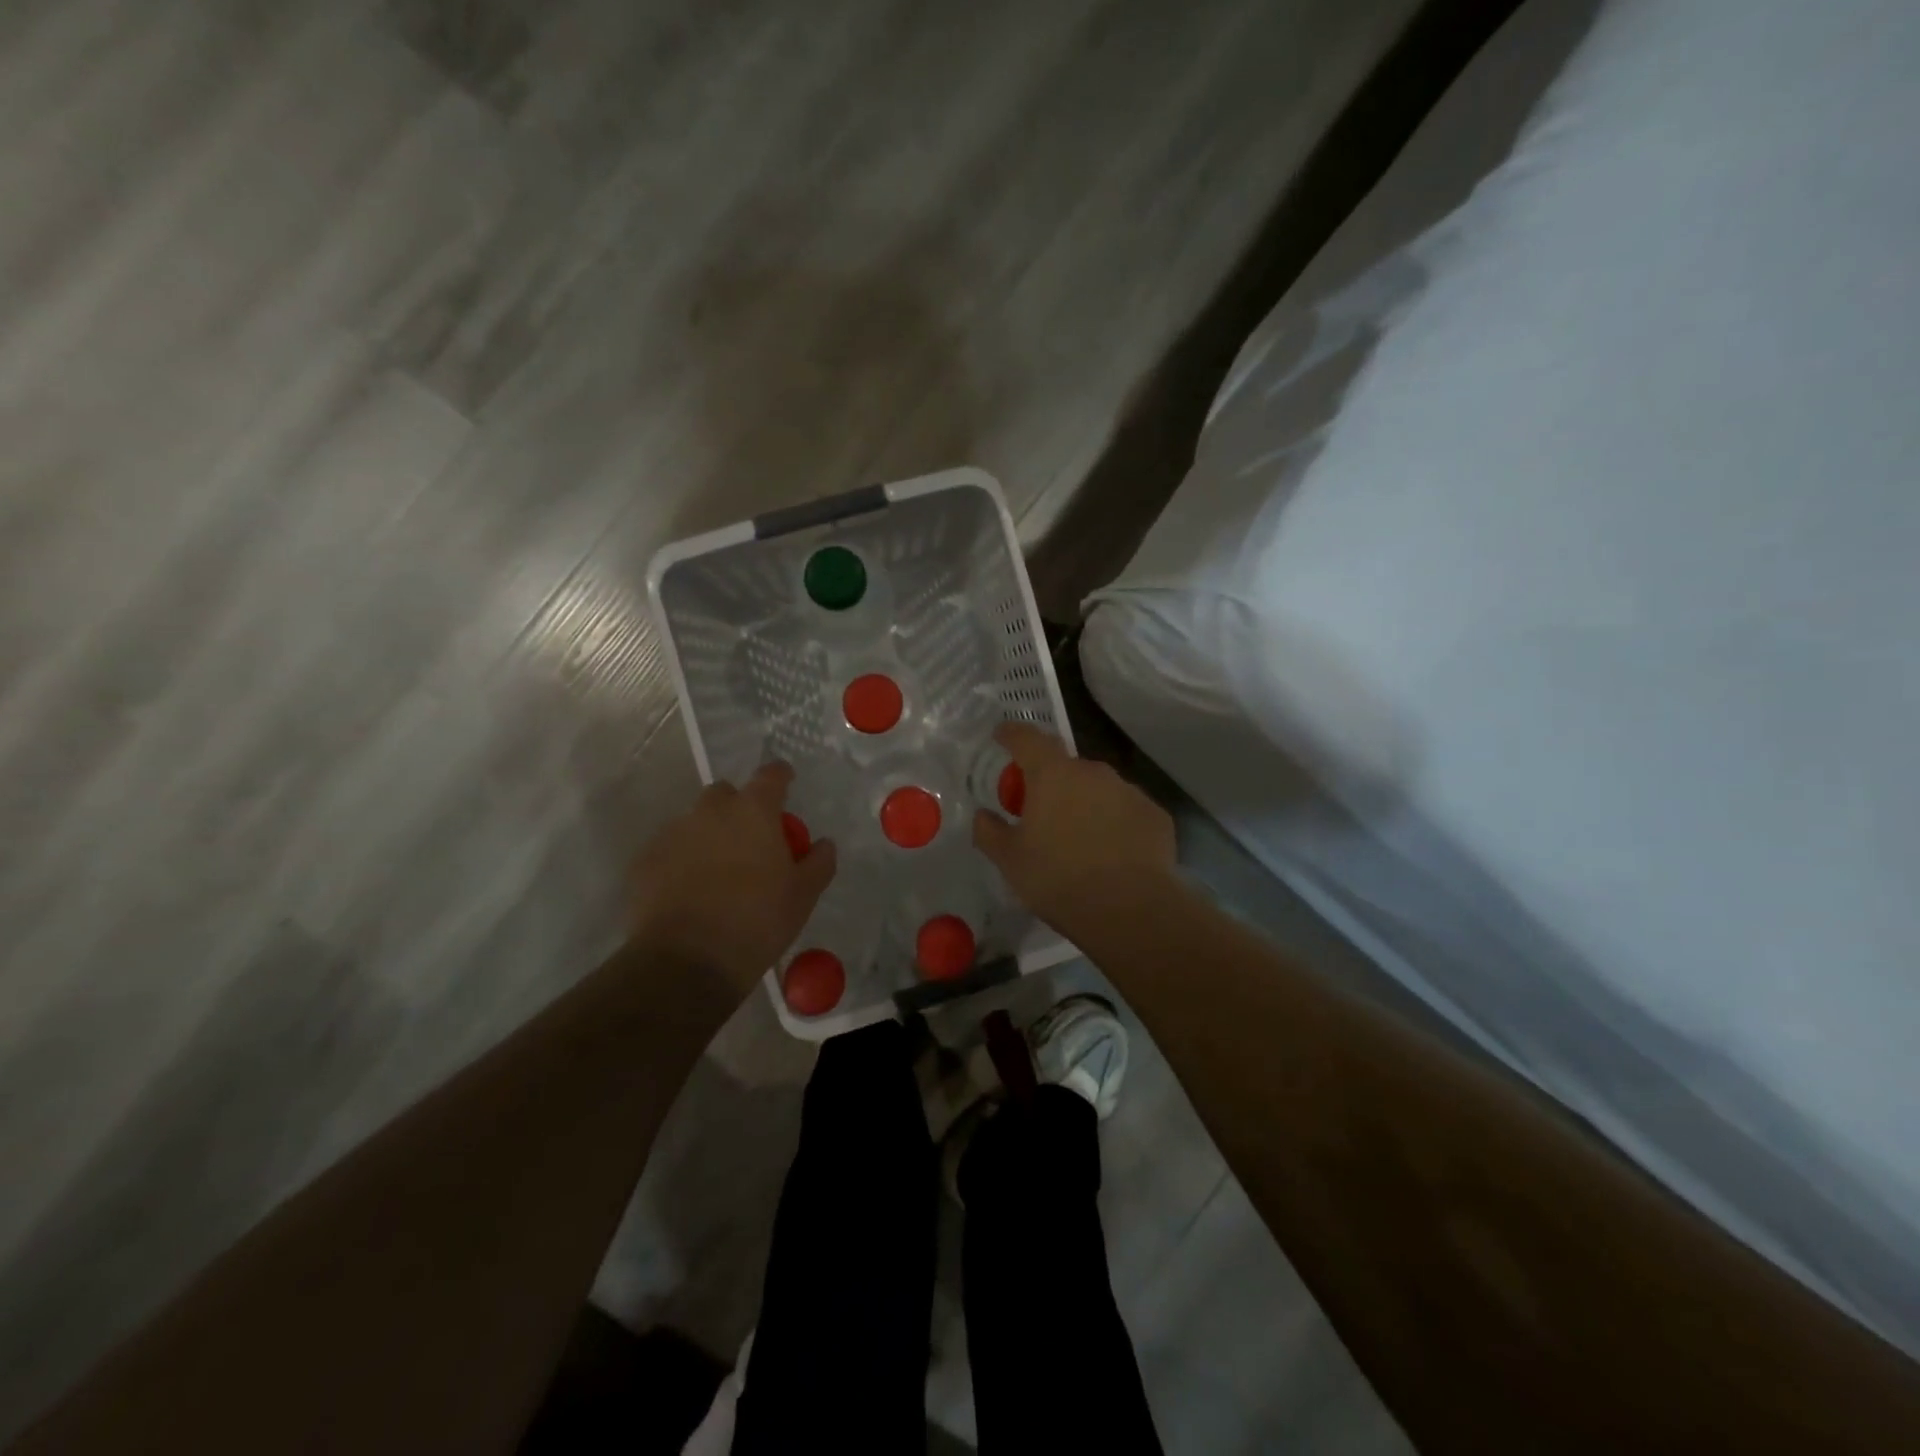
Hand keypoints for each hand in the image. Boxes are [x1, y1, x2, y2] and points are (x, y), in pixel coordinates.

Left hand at [632, 762, 836, 995]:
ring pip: (695, 822)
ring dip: (709, 836)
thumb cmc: (757, 921)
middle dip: (739, 808)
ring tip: (718, 874)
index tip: (787, 784)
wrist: (686, 962)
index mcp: (754, 811)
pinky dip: (682, 861)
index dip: (781, 777)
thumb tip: (823, 844)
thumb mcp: (804, 896)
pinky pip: (670, 850)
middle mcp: (710, 811)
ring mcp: (673, 833)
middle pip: (726, 794)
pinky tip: (690, 892)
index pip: (771, 776)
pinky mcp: (644, 861)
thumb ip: (818, 862)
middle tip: (752, 842)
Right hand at [973, 723, 1175, 937]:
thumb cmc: (1058, 879)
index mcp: (1052, 775)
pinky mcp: (1155, 815)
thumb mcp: (1010, 861)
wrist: (1130, 910)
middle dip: (1052, 782)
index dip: (1012, 735)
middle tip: (1042, 812)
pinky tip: (1113, 854)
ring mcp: (1129, 791)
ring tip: (1080, 839)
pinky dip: (1115, 823)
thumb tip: (983, 815)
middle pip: (1065, 767)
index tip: (1003, 736)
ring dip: (1085, 803)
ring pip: (1098, 789)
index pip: (1027, 739)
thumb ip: (990, 832)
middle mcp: (1093, 772)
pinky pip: (1126, 811)